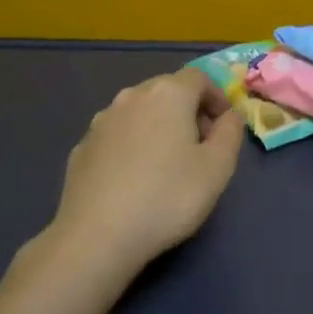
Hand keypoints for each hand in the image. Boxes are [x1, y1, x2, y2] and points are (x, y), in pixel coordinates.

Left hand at [43, 68, 245, 281]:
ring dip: (159, 127)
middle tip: (201, 146)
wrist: (97, 235)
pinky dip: (132, 145)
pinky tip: (135, 179)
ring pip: (140, 112)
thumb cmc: (168, 197)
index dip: (217, 98)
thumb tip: (229, 116)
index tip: (224, 128)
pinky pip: (117, 136)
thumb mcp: (217, 168)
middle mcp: (131, 96)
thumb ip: (231, 133)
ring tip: (168, 164)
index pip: (199, 78)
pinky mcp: (82, 147)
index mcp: (167, 94)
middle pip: (167, 91)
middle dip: (189, 111)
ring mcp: (101, 121)